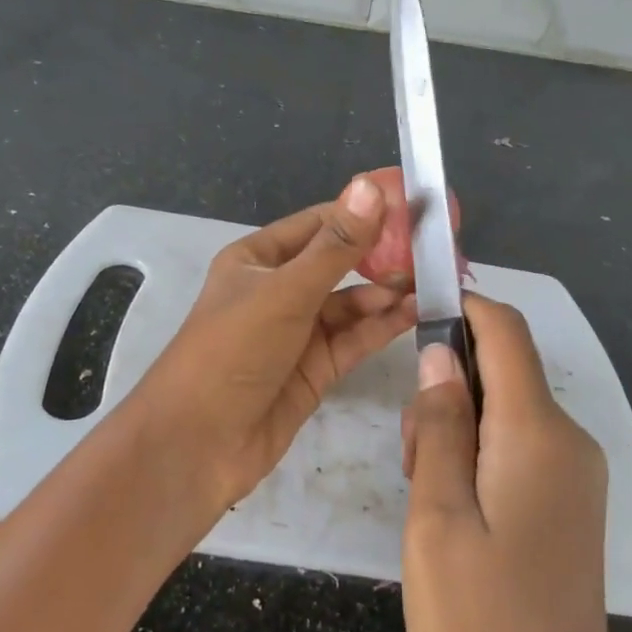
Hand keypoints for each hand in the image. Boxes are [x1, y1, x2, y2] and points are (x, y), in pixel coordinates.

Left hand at [129, 175, 416, 508]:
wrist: (197, 444)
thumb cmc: (232, 351)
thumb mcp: (285, 292)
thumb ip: (334, 247)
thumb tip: (370, 187)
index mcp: (258, 259)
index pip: (319, 223)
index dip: (363, 212)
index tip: (413, 204)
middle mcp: (279, 290)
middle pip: (339, 263)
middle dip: (382, 255)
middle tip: (434, 247)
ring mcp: (297, 331)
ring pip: (351, 303)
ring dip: (387, 292)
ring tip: (431, 282)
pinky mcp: (314, 369)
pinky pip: (354, 338)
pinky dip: (383, 325)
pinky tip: (416, 313)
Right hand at [401, 295, 631, 631]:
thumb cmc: (477, 626)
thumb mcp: (437, 518)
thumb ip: (440, 427)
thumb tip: (440, 352)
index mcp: (538, 436)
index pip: (506, 333)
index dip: (463, 306)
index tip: (414, 308)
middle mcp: (568, 444)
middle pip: (502, 371)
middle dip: (447, 386)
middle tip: (411, 456)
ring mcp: (574, 477)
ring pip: (505, 410)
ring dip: (457, 426)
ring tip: (427, 495)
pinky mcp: (568, 506)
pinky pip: (518, 446)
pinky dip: (478, 452)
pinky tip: (453, 510)